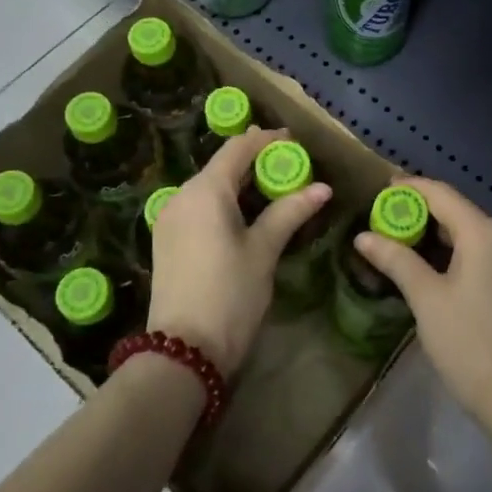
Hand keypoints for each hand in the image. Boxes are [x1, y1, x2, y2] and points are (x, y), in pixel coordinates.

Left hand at [147, 128, 330, 376]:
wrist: (183, 351)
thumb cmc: (230, 293)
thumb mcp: (264, 250)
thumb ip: (290, 212)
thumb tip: (322, 188)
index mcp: (205, 190)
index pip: (239, 148)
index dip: (268, 140)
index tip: (296, 143)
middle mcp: (182, 195)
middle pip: (223, 166)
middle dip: (257, 163)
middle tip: (293, 171)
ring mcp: (170, 218)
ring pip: (210, 187)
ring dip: (242, 185)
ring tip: (276, 194)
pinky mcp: (168, 240)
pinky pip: (200, 207)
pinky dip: (225, 203)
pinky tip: (247, 217)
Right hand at [352, 176, 491, 419]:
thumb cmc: (467, 341)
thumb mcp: (426, 298)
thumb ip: (396, 259)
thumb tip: (363, 237)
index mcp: (483, 232)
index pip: (442, 194)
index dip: (410, 188)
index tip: (382, 189)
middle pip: (457, 211)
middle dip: (421, 211)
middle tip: (385, 218)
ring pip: (470, 232)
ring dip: (437, 233)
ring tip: (402, 239)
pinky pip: (482, 251)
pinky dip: (455, 250)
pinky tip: (433, 264)